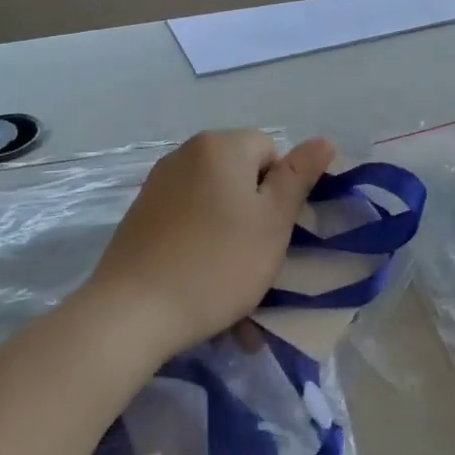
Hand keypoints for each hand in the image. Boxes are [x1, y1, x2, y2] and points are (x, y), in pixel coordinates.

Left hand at [87, 130, 334, 362]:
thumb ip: (299, 177)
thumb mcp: (273, 222)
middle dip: (255, 216)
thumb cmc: (217, 263)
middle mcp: (186, 154)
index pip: (270, 152)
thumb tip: (323, 140)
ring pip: (215, 205)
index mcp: (221, 146)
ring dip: (231, 237)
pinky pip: (187, 223)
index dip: (280, 191)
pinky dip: (201, 246)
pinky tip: (202, 286)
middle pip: (241, 177)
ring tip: (233, 288)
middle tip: (258, 260)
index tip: (274, 231)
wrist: (130, 314)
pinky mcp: (140, 216)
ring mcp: (158, 185)